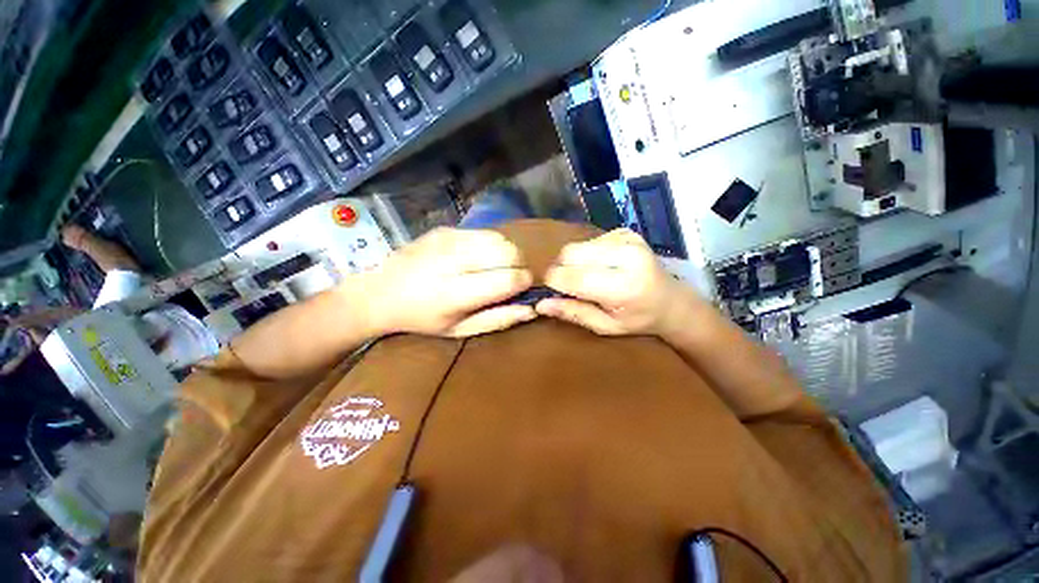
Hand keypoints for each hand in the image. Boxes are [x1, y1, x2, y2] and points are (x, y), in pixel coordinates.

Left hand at [362, 228, 535, 337]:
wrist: (380, 291)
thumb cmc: (423, 318)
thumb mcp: (460, 330)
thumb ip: (497, 320)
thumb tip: (531, 309)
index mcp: (455, 293)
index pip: (507, 279)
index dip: (524, 282)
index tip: (524, 288)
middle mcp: (453, 260)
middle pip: (508, 252)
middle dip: (519, 265)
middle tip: (511, 278)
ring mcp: (448, 239)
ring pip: (499, 238)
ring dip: (508, 253)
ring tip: (497, 267)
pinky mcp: (446, 229)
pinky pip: (484, 232)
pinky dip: (492, 245)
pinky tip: (480, 257)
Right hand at [536, 229, 695, 336]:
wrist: (672, 300)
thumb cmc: (638, 320)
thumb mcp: (605, 326)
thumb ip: (573, 313)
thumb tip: (539, 304)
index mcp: (623, 286)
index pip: (572, 276)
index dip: (554, 282)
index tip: (551, 291)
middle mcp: (626, 256)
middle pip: (570, 254)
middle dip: (561, 269)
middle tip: (570, 286)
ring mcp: (627, 239)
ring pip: (577, 246)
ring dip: (573, 262)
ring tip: (588, 277)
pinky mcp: (625, 232)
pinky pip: (589, 240)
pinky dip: (586, 254)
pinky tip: (600, 266)